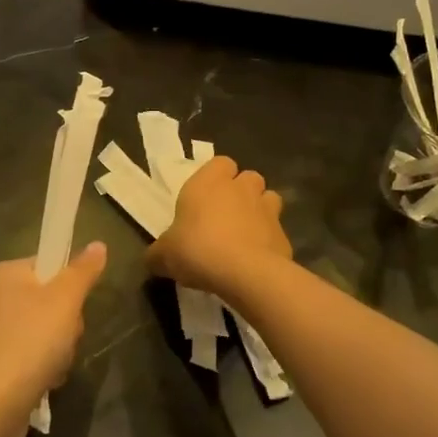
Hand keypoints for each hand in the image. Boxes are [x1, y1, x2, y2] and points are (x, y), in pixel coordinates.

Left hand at [0, 243, 107, 436]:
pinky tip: (46, 383)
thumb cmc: (28, 342)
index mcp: (7, 274)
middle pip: (52, 300)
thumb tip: (98, 244)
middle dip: (68, 324)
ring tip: (54, 366)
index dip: (70, 284)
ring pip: (49, 332)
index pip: (50, 264)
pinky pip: (36, 357)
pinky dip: (46, 369)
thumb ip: (83, 271)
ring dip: (61, 351)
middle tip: (65, 338)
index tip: (75, 304)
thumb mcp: (64, 300)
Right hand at [147, 156, 290, 293]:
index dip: (215, 177)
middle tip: (224, 216)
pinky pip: (276, 232)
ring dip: (259, 211)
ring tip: (244, 234)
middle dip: (240, 192)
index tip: (204, 198)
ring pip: (268, 199)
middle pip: (248, 178)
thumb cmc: (198, 250)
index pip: (220, 163)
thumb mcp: (164, 255)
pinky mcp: (284, 235)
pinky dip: (268, 241)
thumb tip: (153, 259)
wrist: (245, 273)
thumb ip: (158, 253)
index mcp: (209, 182)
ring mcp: (268, 210)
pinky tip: (256, 260)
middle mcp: (241, 188)